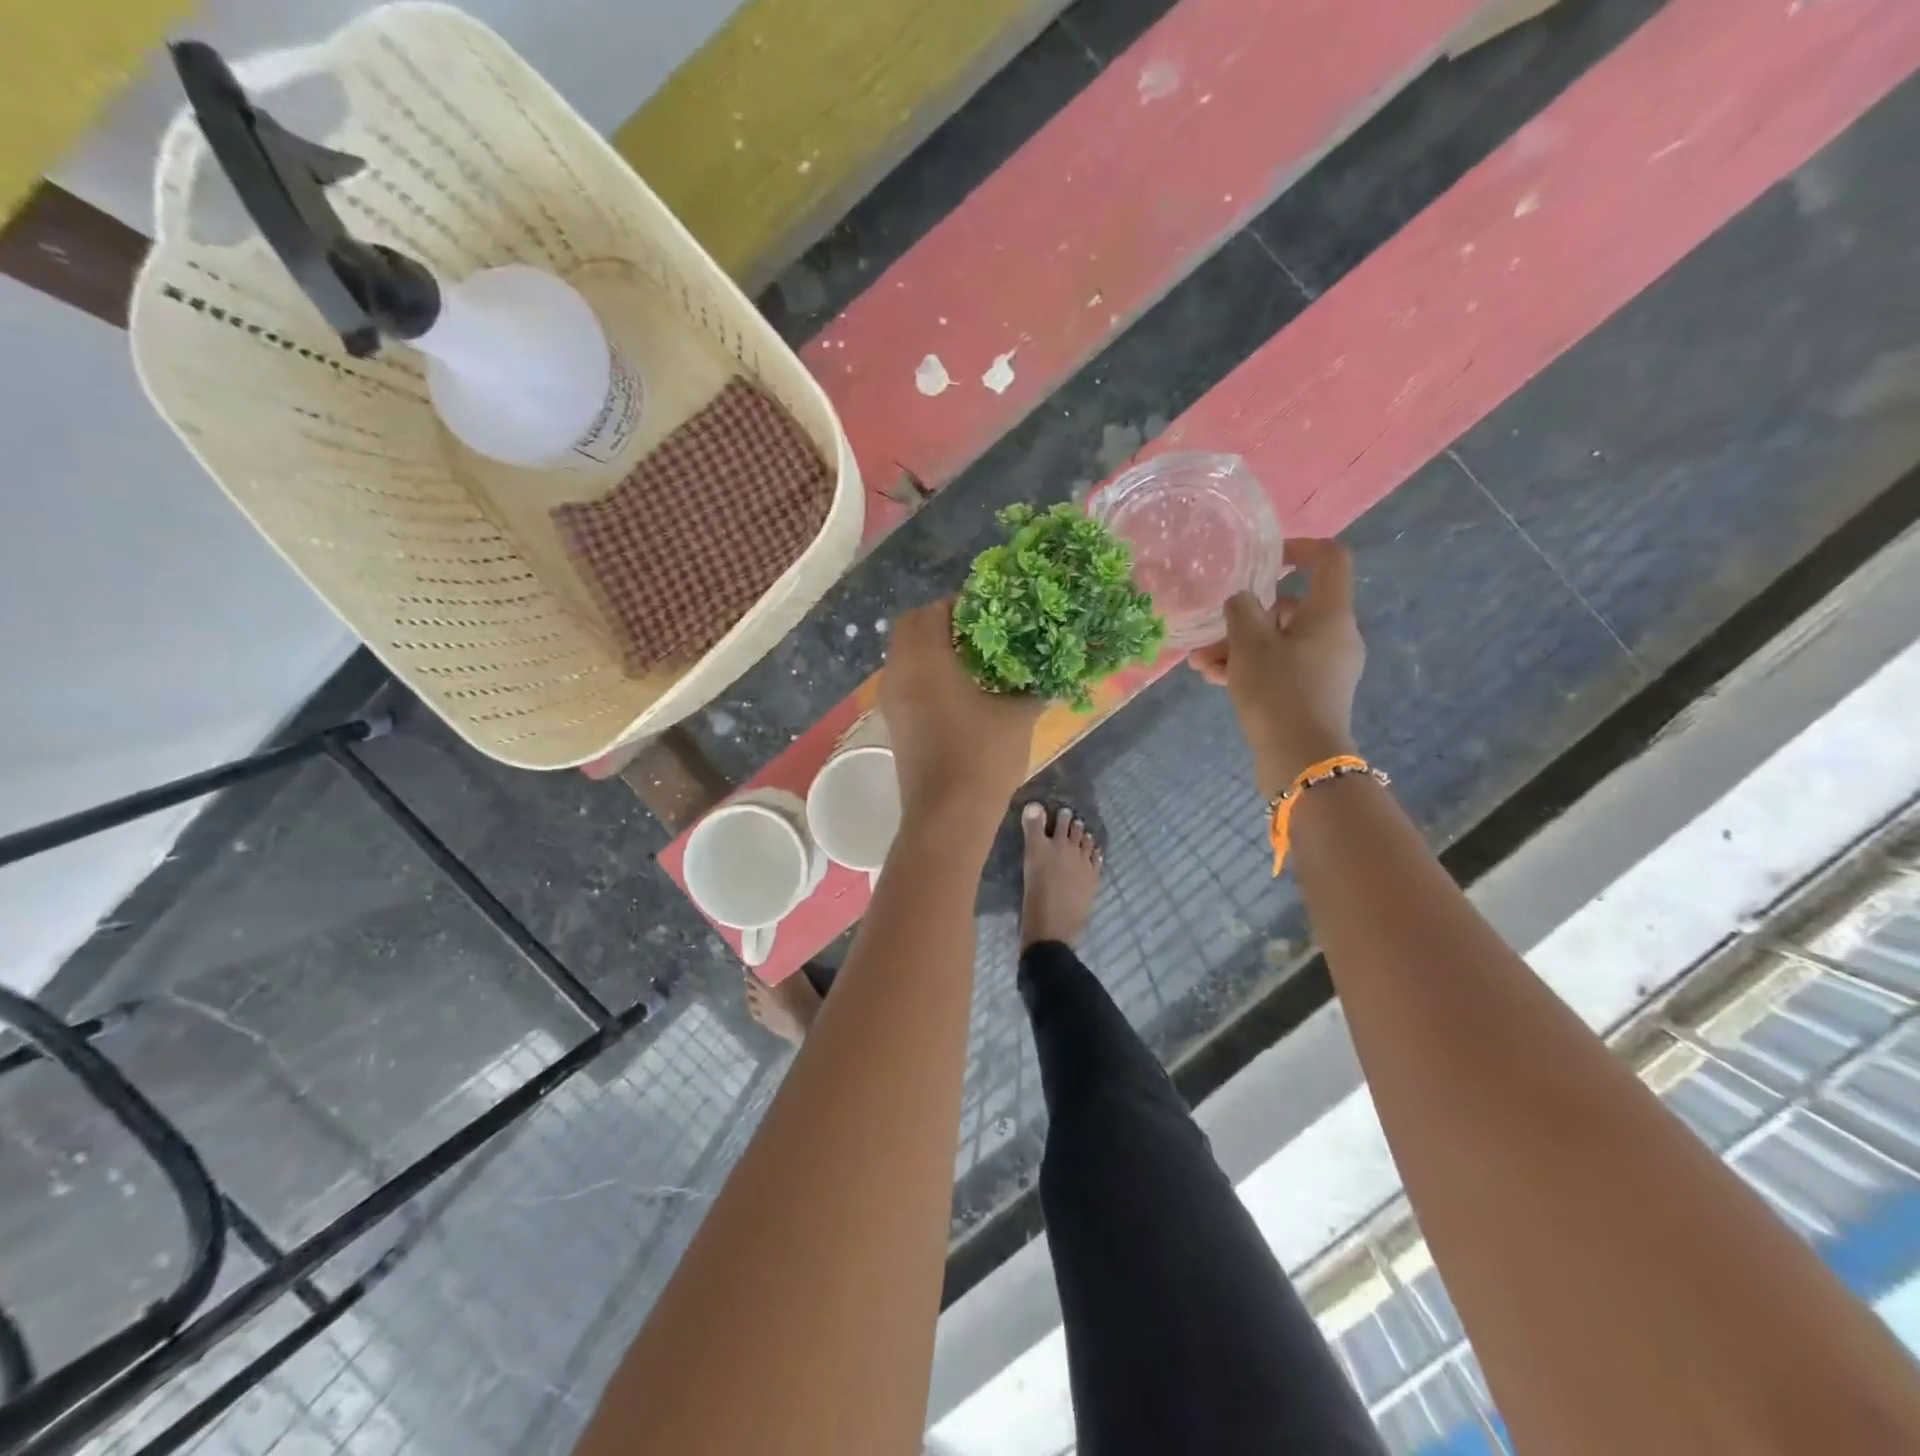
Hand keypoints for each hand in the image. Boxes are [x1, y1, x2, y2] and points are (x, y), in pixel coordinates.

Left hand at [881, 599, 1041, 831]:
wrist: (947, 816)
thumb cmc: (982, 758)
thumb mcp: (1018, 716)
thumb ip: (1033, 687)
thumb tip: (1051, 672)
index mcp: (926, 660)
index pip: (934, 610)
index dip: (961, 603)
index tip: (990, 608)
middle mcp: (900, 672)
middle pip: (911, 626)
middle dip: (941, 620)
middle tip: (979, 629)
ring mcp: (891, 699)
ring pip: (904, 653)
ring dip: (930, 646)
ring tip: (971, 656)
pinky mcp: (894, 721)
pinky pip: (904, 678)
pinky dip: (923, 670)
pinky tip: (957, 687)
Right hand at [1189, 539, 1364, 797]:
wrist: (1302, 760)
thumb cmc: (1278, 692)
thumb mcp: (1249, 645)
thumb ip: (1241, 611)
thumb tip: (1242, 600)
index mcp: (1330, 614)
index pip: (1329, 559)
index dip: (1299, 548)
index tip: (1265, 559)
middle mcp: (1335, 635)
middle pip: (1291, 607)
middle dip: (1245, 617)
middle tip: (1210, 632)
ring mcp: (1326, 667)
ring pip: (1279, 641)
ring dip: (1239, 647)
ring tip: (1201, 665)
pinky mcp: (1313, 693)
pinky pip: (1281, 667)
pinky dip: (1252, 668)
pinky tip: (1215, 680)